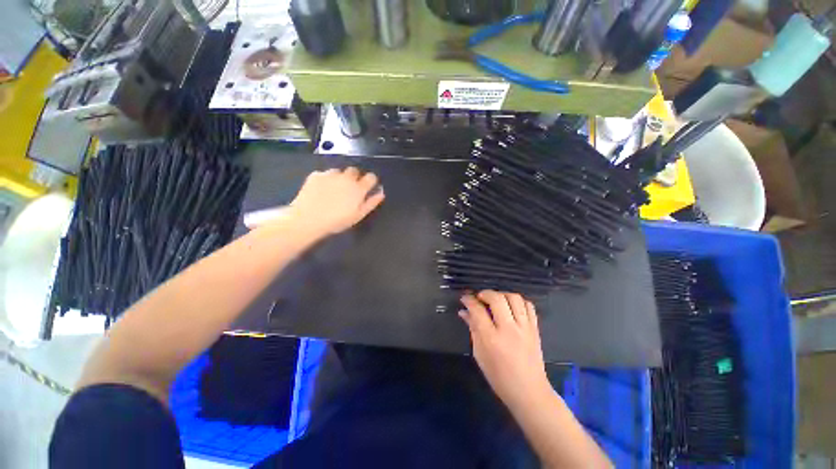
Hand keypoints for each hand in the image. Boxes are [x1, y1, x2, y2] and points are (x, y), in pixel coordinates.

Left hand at [289, 167, 384, 235]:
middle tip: (349, 190)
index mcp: (359, 188)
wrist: (308, 219)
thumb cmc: (337, 221)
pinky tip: (321, 190)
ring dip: (339, 177)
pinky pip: (324, 174)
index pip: (371, 177)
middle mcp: (346, 178)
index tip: (367, 187)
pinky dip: (325, 180)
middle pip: (355, 170)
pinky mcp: (316, 175)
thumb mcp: (358, 215)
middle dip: (354, 178)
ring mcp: (330, 174)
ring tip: (333, 190)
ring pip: (339, 171)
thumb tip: (381, 192)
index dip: (371, 181)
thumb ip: (371, 202)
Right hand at [459, 290, 550, 407]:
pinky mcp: (535, 329)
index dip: (469, 300)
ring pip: (514, 298)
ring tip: (495, 301)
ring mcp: (524, 328)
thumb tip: (464, 312)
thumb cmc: (499, 377)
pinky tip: (511, 306)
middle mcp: (509, 330)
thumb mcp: (480, 355)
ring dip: (502, 294)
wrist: (529, 392)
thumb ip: (473, 330)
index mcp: (491, 339)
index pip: (478, 311)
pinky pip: (528, 306)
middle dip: (485, 293)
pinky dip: (518, 301)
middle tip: (479, 297)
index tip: (464, 298)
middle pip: (497, 299)